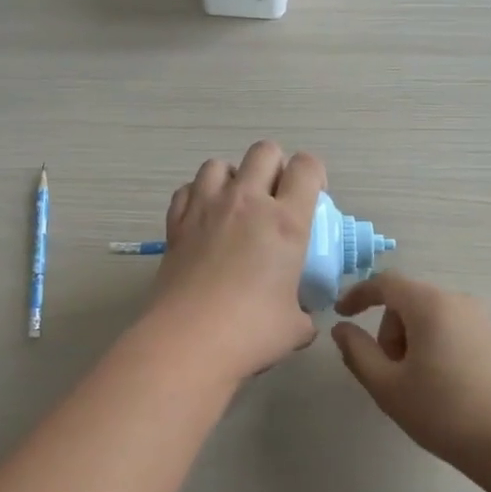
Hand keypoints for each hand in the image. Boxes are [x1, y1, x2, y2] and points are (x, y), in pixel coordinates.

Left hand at [144, 140, 325, 384]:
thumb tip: (299, 317)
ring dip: (232, 177)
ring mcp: (206, 207)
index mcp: (286, 221)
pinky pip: (187, 189)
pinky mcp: (176, 222)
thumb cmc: (251, 332)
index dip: (314, 174)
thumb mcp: (295, 326)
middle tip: (275, 198)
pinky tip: (203, 220)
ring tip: (235, 206)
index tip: (313, 197)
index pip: (307, 167)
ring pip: (220, 164)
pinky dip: (198, 196)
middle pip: (264, 151)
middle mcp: (246, 202)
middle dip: (275, 166)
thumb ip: (302, 312)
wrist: (188, 341)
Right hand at [331, 273, 490, 462]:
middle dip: (389, 331)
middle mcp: (458, 302)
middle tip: (389, 373)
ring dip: (412, 342)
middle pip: (408, 302)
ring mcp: (483, 321)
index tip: (341, 315)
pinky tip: (444, 389)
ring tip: (417, 386)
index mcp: (429, 305)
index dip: (358, 295)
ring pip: (431, 318)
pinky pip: (453, 331)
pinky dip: (436, 348)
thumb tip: (342, 329)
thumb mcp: (387, 385)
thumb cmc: (444, 411)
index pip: (385, 283)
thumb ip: (357, 351)